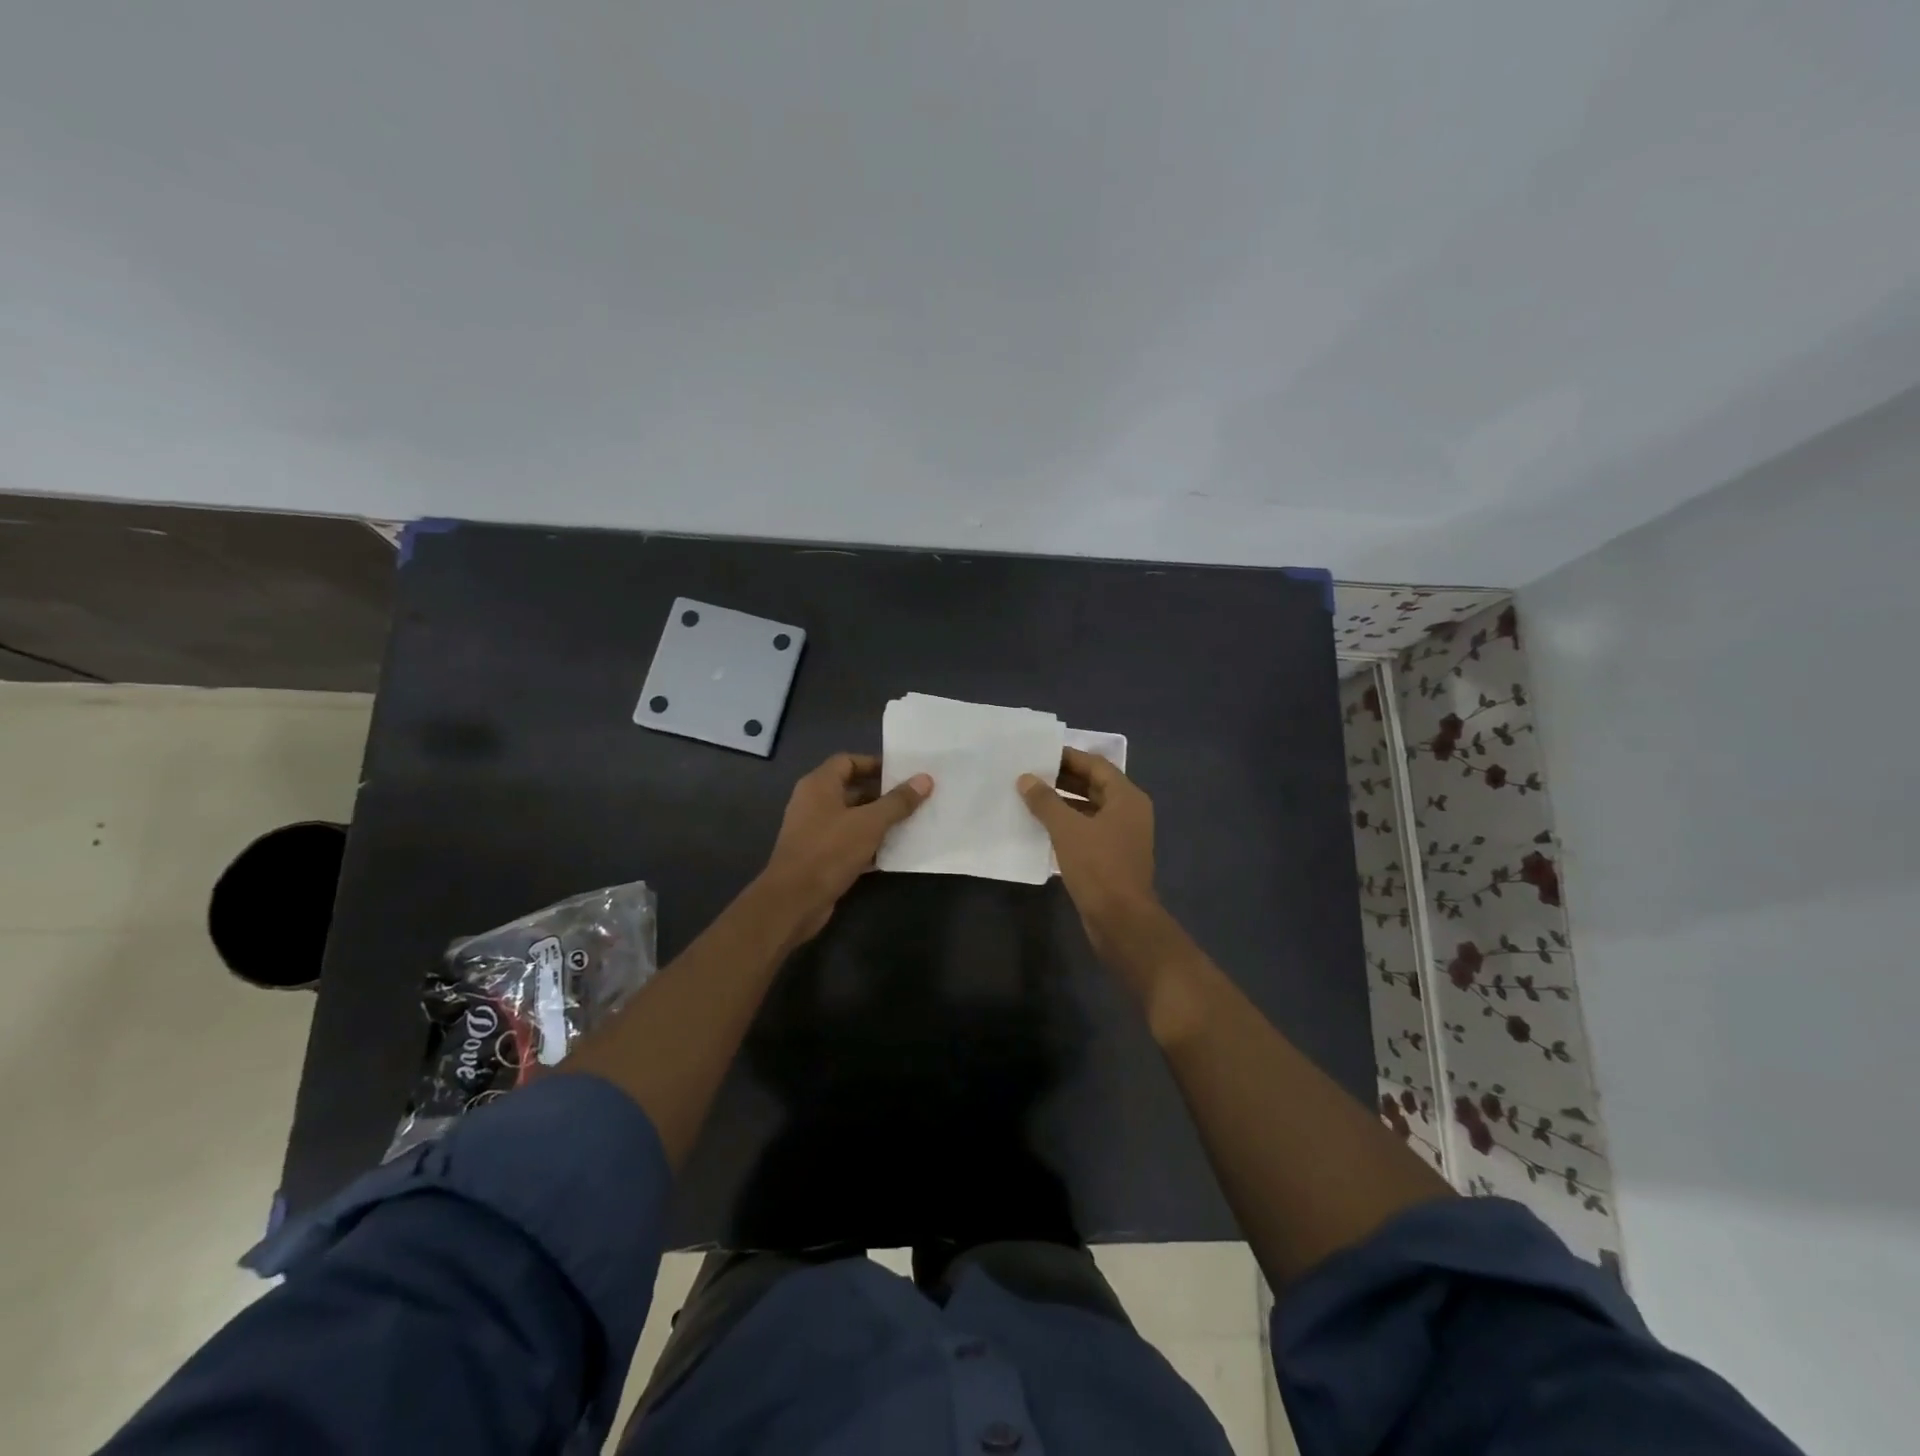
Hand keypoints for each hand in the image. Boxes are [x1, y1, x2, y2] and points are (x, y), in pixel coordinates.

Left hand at [760, 754, 932, 940]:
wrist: (794, 901)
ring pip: (852, 818)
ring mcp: (815, 831)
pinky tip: (895, 851)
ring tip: (911, 822)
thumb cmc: (830, 851)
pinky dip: (869, 844)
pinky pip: (849, 842)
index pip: (847, 761)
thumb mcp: (869, 823)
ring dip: (878, 821)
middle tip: (914, 798)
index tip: (903, 773)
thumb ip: (897, 801)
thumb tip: (924, 779)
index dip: (874, 764)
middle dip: (882, 794)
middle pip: (852, 790)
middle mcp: (814, 803)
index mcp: (819, 785)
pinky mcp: (820, 857)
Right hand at [1018, 747, 1159, 957]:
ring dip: (1062, 803)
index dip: (1068, 757)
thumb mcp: (1067, 829)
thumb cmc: (1098, 867)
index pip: (1096, 765)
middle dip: (1062, 779)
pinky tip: (1041, 827)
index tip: (1039, 753)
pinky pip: (1087, 831)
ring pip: (1089, 809)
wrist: (1121, 920)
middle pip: (1094, 785)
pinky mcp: (1112, 857)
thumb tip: (1025, 778)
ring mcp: (1122, 836)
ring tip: (1029, 797)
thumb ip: (1045, 801)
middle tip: (1029, 774)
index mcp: (1126, 798)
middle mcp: (1129, 812)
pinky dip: (1067, 825)